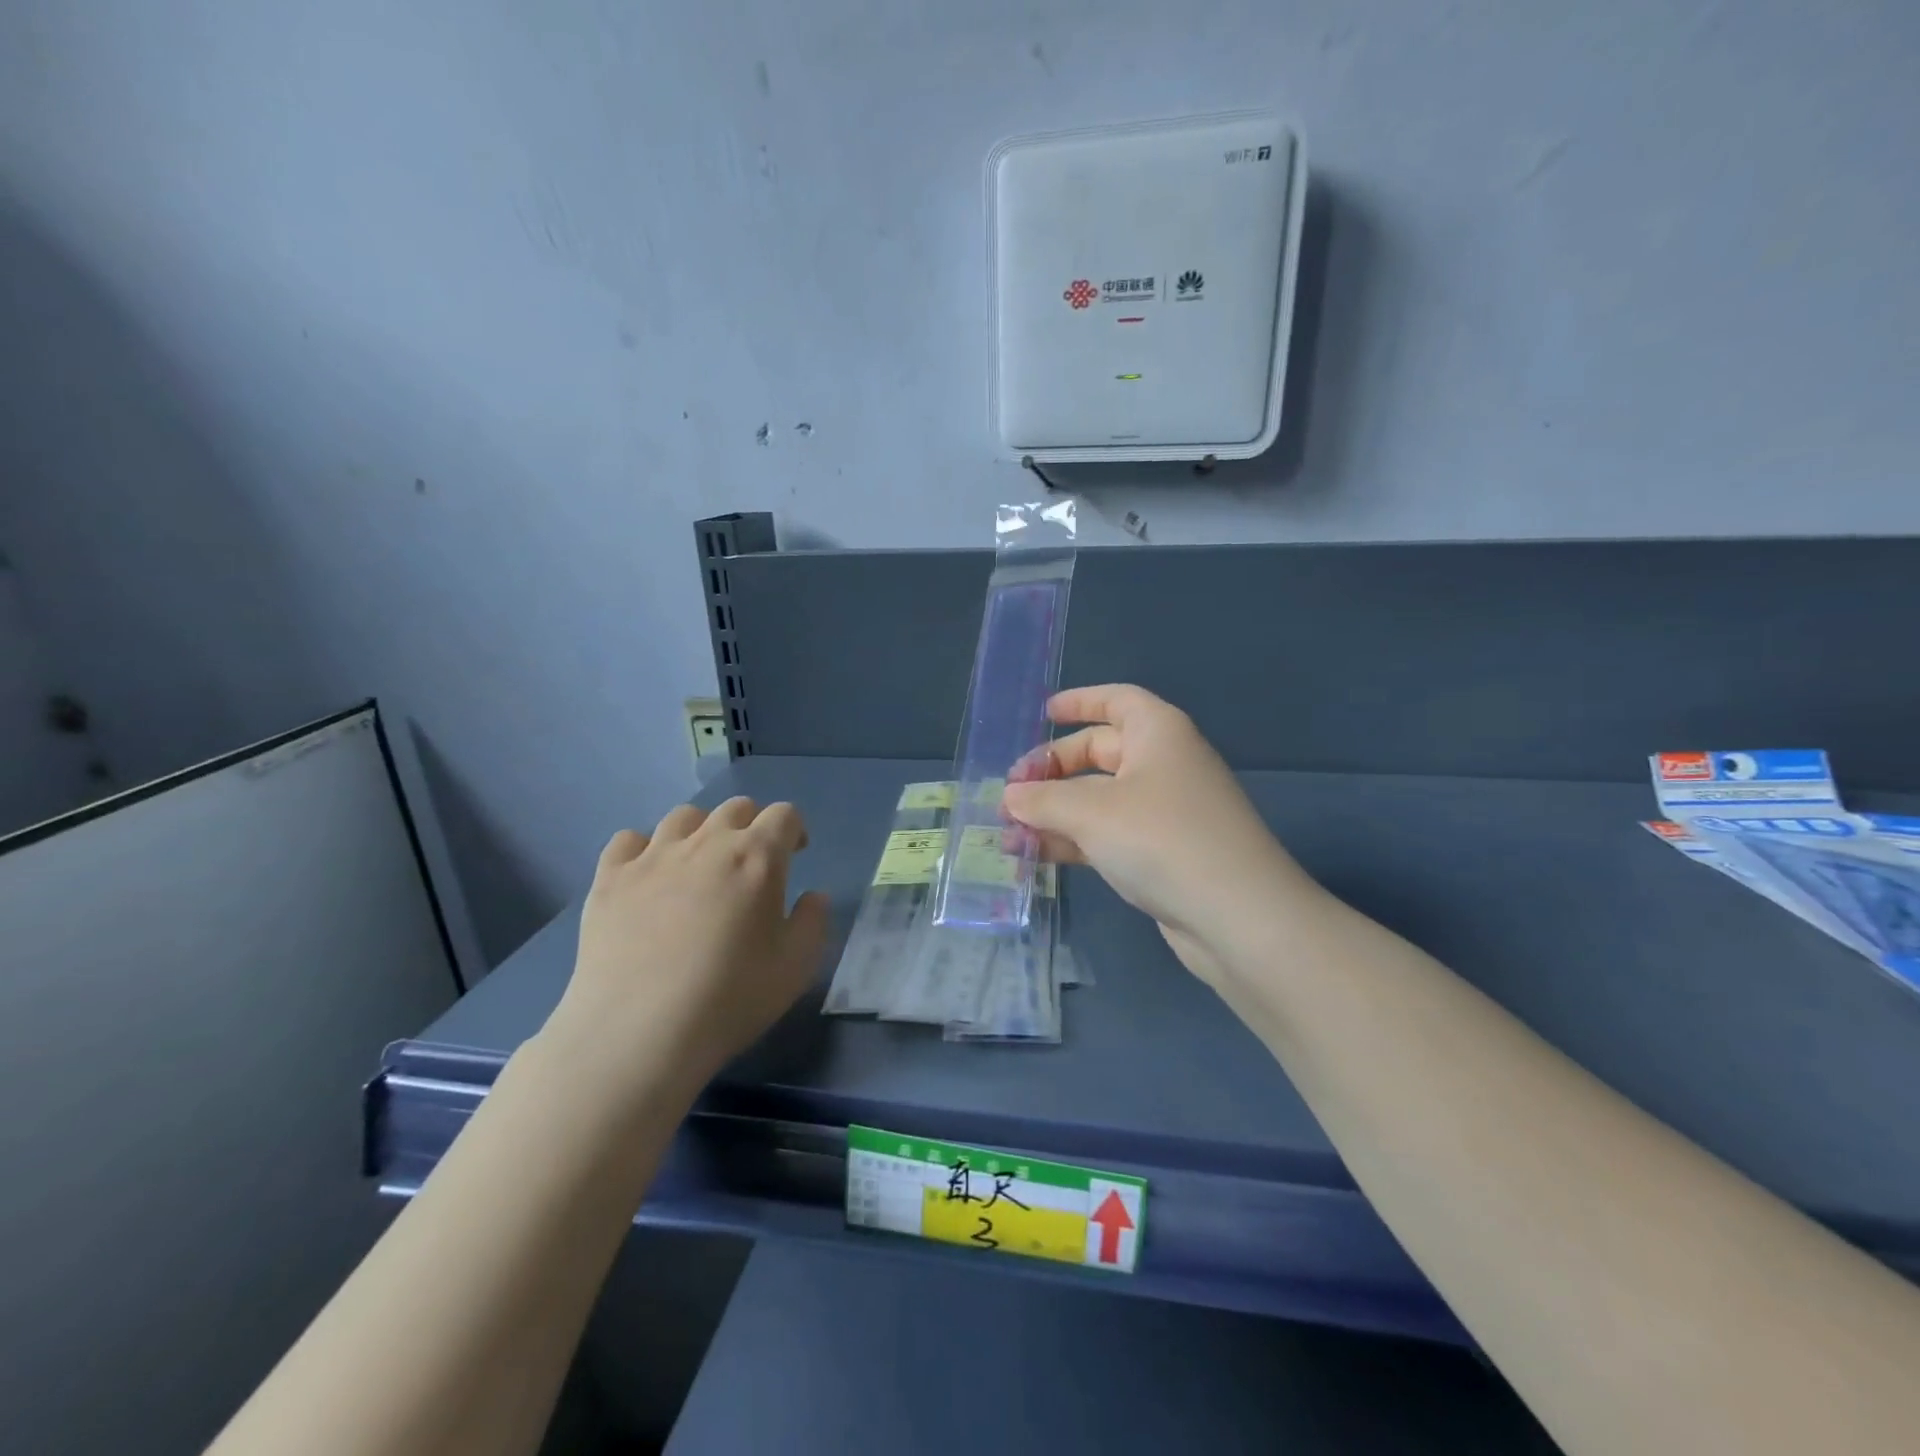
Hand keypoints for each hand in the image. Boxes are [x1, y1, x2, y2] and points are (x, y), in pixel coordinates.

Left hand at [540, 797, 828, 1109]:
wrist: (638, 1034)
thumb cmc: (730, 999)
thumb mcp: (797, 967)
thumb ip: (813, 921)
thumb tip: (812, 895)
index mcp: (758, 857)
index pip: (784, 815)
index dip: (794, 831)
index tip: (794, 856)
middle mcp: (707, 842)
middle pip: (736, 808)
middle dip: (751, 827)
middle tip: (750, 866)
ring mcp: (653, 856)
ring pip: (684, 816)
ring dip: (701, 832)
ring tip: (699, 868)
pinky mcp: (610, 878)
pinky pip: (628, 840)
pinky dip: (644, 850)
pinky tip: (648, 879)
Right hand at [1002, 685, 1313, 983]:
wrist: (1238, 918)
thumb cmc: (1162, 839)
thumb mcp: (1092, 812)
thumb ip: (1043, 799)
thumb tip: (1009, 796)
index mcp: (1158, 733)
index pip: (1116, 700)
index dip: (1080, 702)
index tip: (1042, 713)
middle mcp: (1163, 764)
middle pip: (1099, 752)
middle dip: (1052, 770)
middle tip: (1010, 794)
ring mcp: (1164, 812)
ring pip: (1098, 799)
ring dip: (1054, 812)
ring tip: (1008, 833)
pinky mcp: (1161, 853)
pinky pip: (1108, 834)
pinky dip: (1073, 840)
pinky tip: (1035, 855)